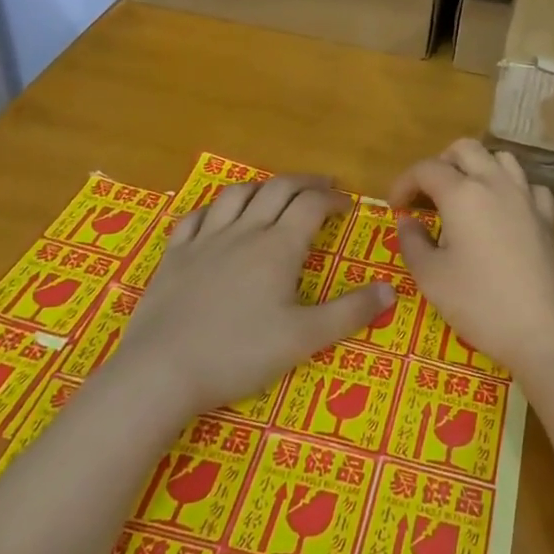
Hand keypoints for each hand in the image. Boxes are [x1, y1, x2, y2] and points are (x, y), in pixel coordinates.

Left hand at [106, 175, 391, 418]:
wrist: (162, 371)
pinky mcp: (175, 255)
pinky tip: (218, 217)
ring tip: (275, 193)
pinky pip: (195, 217)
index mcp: (278, 246)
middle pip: (277, 189)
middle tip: (323, 187)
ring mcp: (205, 239)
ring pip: (237, 195)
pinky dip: (214, 208)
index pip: (312, 205)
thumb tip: (391, 290)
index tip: (348, 205)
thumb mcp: (304, 338)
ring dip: (262, 187)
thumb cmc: (239, 353)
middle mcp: (244, 231)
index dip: (333, 200)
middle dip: (305, 183)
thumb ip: (350, 312)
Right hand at [390, 139, 553, 386]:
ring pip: (502, 158)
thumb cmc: (479, 303)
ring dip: (478, 167)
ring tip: (465, 196)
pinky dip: (512, 189)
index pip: (426, 168)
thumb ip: (413, 242)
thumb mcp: (431, 278)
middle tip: (428, 194)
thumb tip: (408, 221)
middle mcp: (496, 184)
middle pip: (466, 149)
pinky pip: (529, 186)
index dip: (404, 182)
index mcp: (462, 194)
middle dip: (441, 163)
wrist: (543, 330)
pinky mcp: (549, 218)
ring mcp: (527, 198)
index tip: (394, 206)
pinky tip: (504, 212)